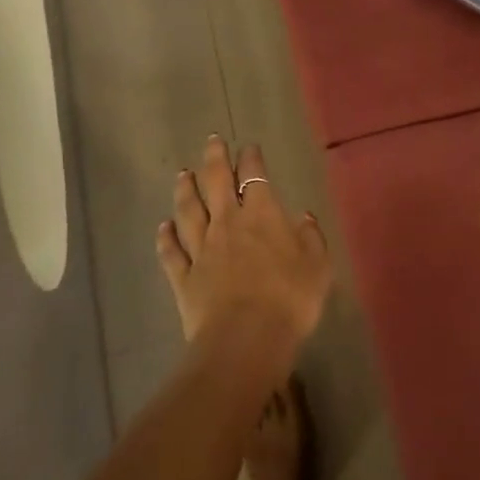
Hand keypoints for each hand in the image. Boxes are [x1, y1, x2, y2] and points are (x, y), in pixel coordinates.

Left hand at [157, 135, 331, 356]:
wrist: (246, 338)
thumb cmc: (290, 299)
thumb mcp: (317, 267)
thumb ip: (311, 238)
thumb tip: (303, 216)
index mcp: (262, 216)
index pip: (255, 176)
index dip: (251, 159)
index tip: (248, 147)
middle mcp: (227, 223)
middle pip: (216, 182)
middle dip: (214, 159)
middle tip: (212, 141)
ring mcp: (201, 249)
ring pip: (188, 211)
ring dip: (185, 190)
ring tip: (182, 174)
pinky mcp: (184, 277)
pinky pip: (171, 251)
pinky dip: (165, 237)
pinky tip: (162, 226)